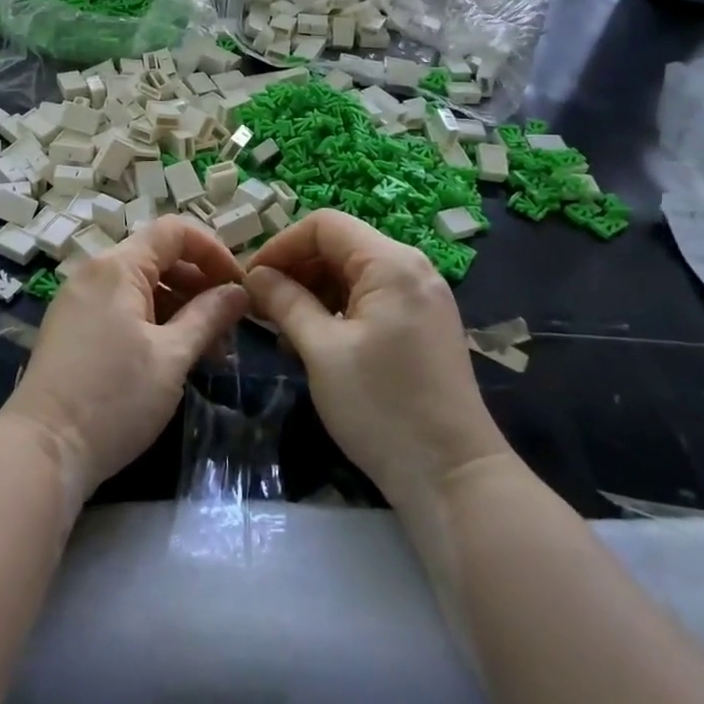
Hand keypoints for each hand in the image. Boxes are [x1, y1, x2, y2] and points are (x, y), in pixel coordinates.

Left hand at [0, 216, 248, 501]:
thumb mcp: (172, 357)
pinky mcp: (73, 327)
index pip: (174, 231)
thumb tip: (239, 292)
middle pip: (158, 258)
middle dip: (200, 285)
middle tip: (230, 327)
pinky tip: (173, 357)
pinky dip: (153, 322)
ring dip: (180, 308)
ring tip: (209, 352)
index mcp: (117, 266)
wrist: (42, 450)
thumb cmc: (114, 399)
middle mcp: (94, 272)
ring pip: (142, 286)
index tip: (240, 286)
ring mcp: (79, 300)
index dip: (214, 250)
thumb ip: (209, 316)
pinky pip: (122, 308)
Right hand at [245, 210, 507, 510]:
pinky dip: (337, 310)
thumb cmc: (382, 407)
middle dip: (295, 270)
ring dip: (313, 292)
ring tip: (283, 330)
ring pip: (353, 274)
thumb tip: (254, 275)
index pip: (324, 225)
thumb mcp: (321, 350)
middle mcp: (411, 269)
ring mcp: (422, 298)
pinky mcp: (423, 325)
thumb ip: (285, 302)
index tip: (250, 280)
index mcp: (391, 263)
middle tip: (260, 306)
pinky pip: (371, 299)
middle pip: (340, 246)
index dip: (281, 245)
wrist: (453, 477)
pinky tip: (315, 342)